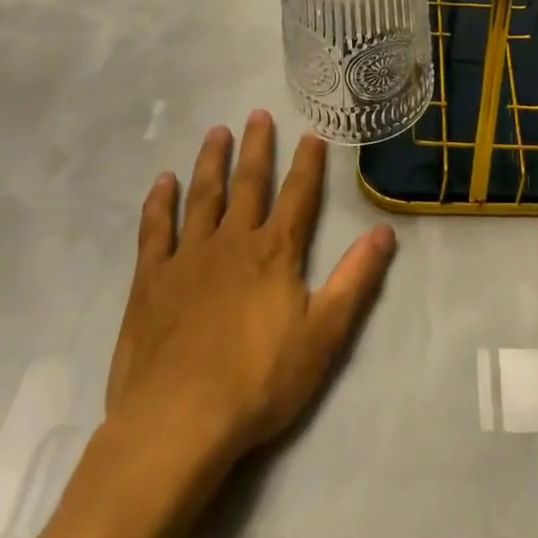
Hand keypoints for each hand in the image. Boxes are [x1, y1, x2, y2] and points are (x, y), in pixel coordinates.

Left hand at [106, 111, 396, 467]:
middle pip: (249, 183)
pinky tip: (163, 182)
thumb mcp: (324, 336)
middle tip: (257, 113)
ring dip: (211, 162)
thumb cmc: (257, 383)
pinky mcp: (151, 281)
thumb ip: (356, 280)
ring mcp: (189, 257)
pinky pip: (155, 231)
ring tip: (217, 132)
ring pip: (203, 196)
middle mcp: (233, 240)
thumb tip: (386, 231)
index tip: (312, 132)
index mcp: (275, 251)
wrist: (176, 424)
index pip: (298, 194)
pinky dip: (159, 203)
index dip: (308, 162)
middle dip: (257, 147)